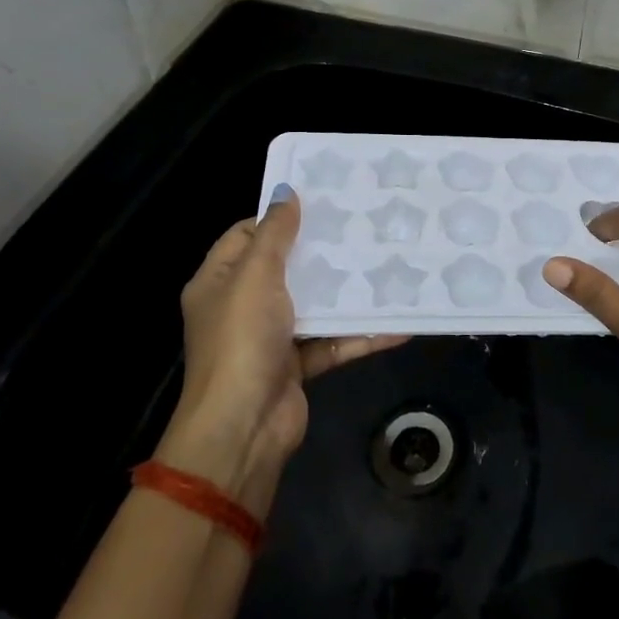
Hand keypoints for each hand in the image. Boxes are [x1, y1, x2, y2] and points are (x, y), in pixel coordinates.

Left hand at [159, 188, 406, 506]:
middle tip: (363, 224)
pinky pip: (334, 341)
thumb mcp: (255, 276)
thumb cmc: (242, 340)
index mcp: (219, 281)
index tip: (322, 200)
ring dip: (347, 290)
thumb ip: (275, 233)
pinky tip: (399, 322)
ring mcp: (271, 337)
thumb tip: (286, 191)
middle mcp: (243, 306)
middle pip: (286, 267)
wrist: (243, 428)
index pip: (247, 235)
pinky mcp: (299, 364)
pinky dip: (362, 333)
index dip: (279, 217)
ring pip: (315, 304)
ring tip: (388, 262)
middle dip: (322, 249)